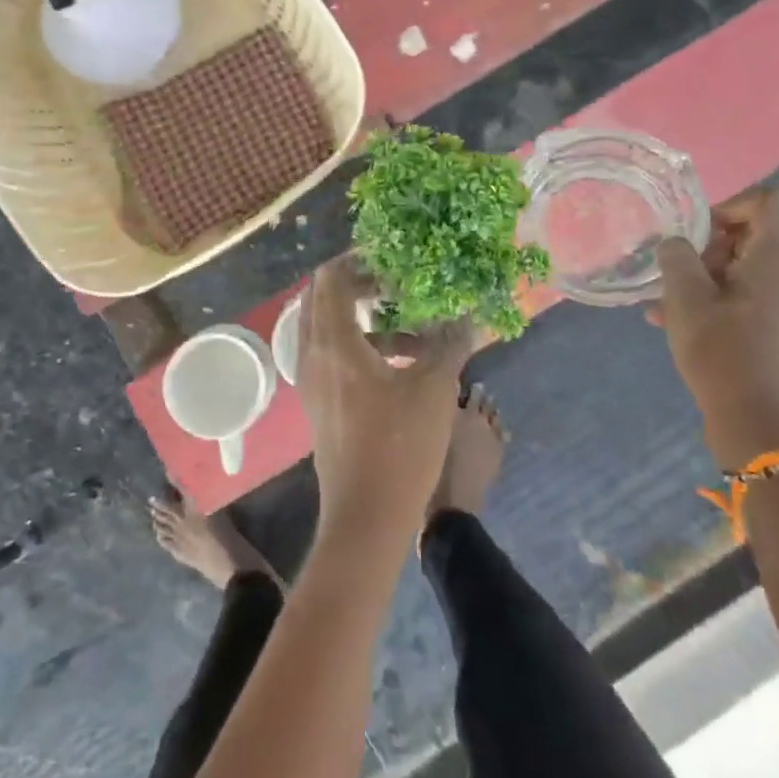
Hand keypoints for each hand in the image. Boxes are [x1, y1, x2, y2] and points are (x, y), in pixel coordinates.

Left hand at [296, 256, 472, 549]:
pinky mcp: (320, 404)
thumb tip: (467, 314)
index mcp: (333, 344)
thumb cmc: (399, 448)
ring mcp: (312, 382)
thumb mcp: (433, 389)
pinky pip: (334, 357)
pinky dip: (363, 348)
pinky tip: (404, 365)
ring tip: (414, 331)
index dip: (357, 260)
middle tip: (399, 284)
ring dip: (368, 321)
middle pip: (324, 300)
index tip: (391, 258)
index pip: (329, 279)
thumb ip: (449, 343)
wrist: (365, 518)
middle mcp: (312, 356)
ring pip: (331, 331)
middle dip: (360, 286)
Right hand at [653, 187, 778, 470]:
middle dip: (708, 250)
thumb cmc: (720, 351)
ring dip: (707, 280)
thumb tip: (676, 243)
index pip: (766, 202)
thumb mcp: (685, 298)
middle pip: (753, 238)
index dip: (726, 206)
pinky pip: (753, 300)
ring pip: (748, 272)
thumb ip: (676, 257)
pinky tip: (682, 326)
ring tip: (666, 306)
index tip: (693, 236)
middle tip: (675, 277)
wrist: (758, 423)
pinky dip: (720, 302)